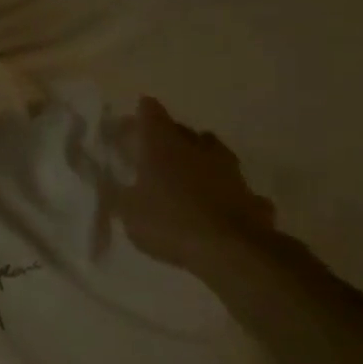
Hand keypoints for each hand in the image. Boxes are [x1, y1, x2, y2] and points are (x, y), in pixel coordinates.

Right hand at [104, 96, 276, 270]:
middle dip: (170, 134)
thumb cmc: (169, 222)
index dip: (142, 112)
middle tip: (156, 146)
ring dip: (202, 156)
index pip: (151, 115)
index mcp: (162, 146)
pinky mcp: (252, 197)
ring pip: (215, 152)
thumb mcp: (127, 211)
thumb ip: (118, 194)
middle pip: (183, 130)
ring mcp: (229, 172)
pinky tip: (221, 201)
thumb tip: (110, 183)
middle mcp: (196, 150)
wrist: (232, 251)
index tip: (136, 114)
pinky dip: (226, 190)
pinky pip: (235, 187)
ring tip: (192, 167)